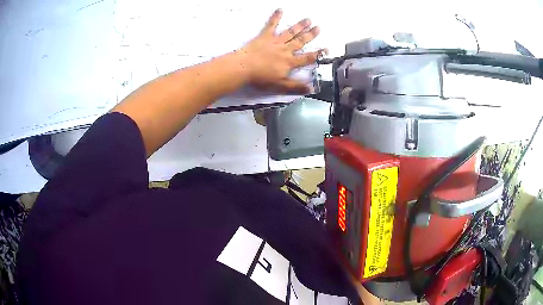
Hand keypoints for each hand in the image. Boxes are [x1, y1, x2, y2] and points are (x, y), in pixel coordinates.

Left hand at [239, 9, 326, 93]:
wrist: (244, 68)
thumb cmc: (261, 78)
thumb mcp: (280, 85)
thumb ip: (296, 86)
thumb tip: (311, 88)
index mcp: (290, 62)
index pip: (307, 58)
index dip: (318, 54)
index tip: (326, 49)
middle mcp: (285, 50)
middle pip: (300, 41)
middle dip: (310, 35)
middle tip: (318, 28)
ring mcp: (275, 41)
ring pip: (290, 32)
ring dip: (300, 26)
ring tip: (308, 19)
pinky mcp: (265, 36)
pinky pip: (271, 25)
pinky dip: (276, 17)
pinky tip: (280, 10)